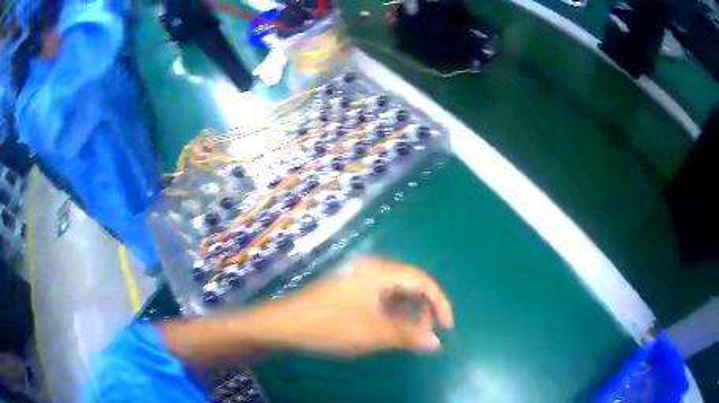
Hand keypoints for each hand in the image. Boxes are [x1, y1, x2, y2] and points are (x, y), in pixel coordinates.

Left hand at [160, 257, 453, 364]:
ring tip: (409, 336)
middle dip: (423, 309)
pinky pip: (381, 298)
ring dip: (407, 313)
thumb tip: (436, 342)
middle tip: (425, 335)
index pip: (422, 281)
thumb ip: (408, 336)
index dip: (440, 303)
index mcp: (380, 272)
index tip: (447, 327)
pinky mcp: (351, 289)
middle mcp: (372, 269)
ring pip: (395, 293)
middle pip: (410, 284)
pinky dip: (391, 313)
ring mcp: (360, 278)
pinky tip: (389, 330)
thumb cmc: (329, 326)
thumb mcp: (373, 334)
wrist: (285, 324)